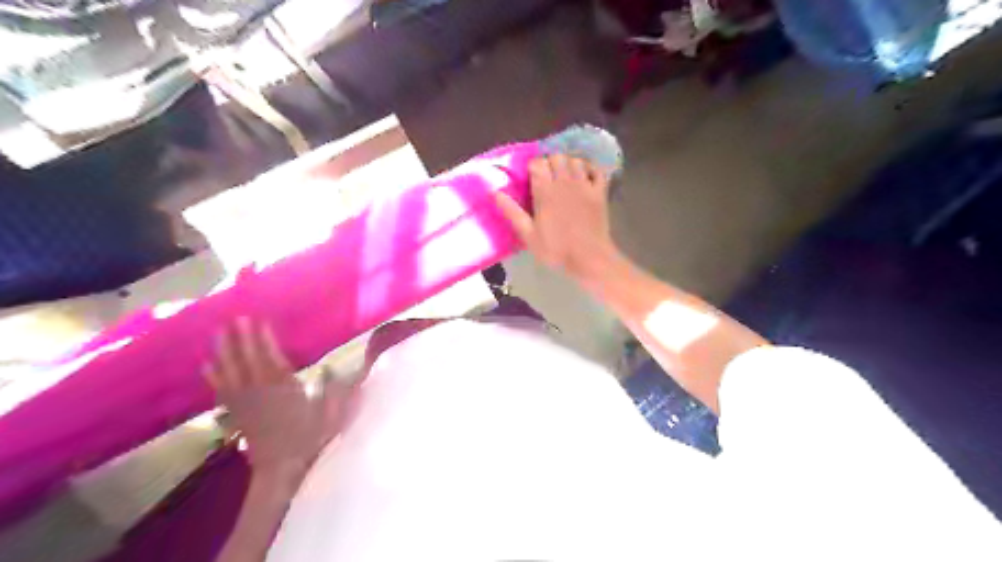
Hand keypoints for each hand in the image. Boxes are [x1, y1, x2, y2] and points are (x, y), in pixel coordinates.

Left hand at [202, 315, 350, 472]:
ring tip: (218, 332)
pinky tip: (207, 365)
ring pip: (231, 371)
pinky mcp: (238, 412)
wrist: (281, 468)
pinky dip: (214, 376)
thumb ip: (332, 390)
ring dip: (224, 351)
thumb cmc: (309, 439)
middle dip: (241, 338)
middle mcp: (261, 391)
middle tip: (234, 318)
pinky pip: (223, 390)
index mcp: (284, 388)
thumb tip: (332, 367)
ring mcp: (246, 401)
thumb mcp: (329, 414)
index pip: (270, 357)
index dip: (262, 339)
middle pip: (247, 359)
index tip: (258, 321)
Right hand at [493, 154, 619, 282]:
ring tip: (564, 176)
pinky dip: (589, 168)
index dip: (533, 167)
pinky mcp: (600, 192)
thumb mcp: (528, 235)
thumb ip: (512, 212)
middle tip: (547, 177)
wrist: (589, 258)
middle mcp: (565, 182)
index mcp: (546, 191)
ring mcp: (585, 185)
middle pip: (556, 157)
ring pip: (576, 160)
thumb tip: (494, 192)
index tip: (530, 178)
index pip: (537, 163)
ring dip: (568, 163)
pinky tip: (584, 176)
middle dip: (550, 163)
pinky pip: (596, 169)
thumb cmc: (556, 249)